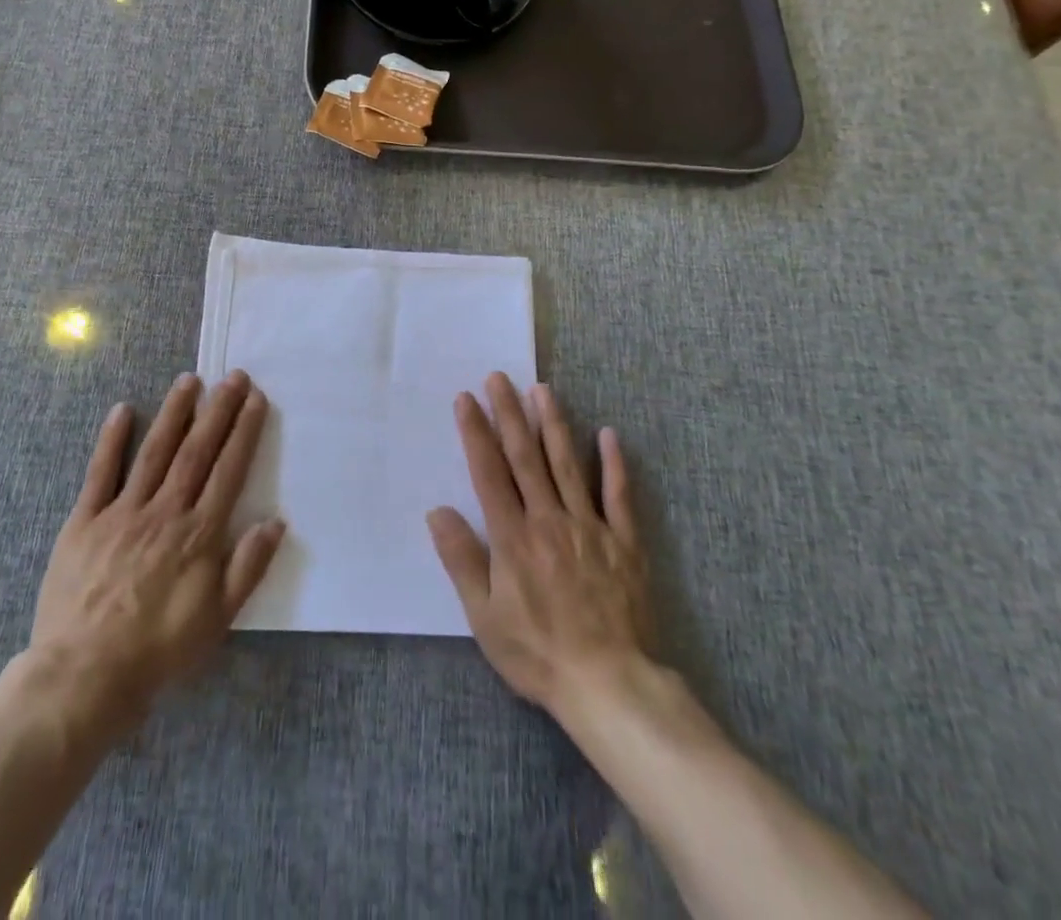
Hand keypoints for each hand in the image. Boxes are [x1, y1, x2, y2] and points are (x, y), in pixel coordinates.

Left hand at [24, 371, 285, 722]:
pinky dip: (112, 440)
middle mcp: (164, 511)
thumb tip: (277, 522)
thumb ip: (248, 567)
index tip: (255, 400)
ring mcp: (122, 512)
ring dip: (174, 414)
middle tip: (232, 376)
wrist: (84, 676)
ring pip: (154, 452)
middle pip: (196, 451)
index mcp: (198, 534)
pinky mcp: (84, 521)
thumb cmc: (159, 649)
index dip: (243, 432)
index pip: (228, 470)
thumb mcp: (218, 619)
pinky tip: (124, 410)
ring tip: (190, 381)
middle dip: (217, 411)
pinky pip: (100, 473)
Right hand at [426, 372, 652, 717]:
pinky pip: (618, 495)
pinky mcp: (623, 541)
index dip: (476, 432)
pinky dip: (613, 463)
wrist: (609, 684)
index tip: (466, 398)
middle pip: (525, 457)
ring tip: (542, 389)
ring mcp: (589, 526)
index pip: (489, 472)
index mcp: (513, 537)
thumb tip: (437, 511)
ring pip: (567, 464)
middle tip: (499, 377)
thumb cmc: (537, 653)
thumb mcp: (484, 616)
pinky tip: (608, 434)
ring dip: (553, 424)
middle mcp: (548, 520)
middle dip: (509, 414)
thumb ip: (461, 560)